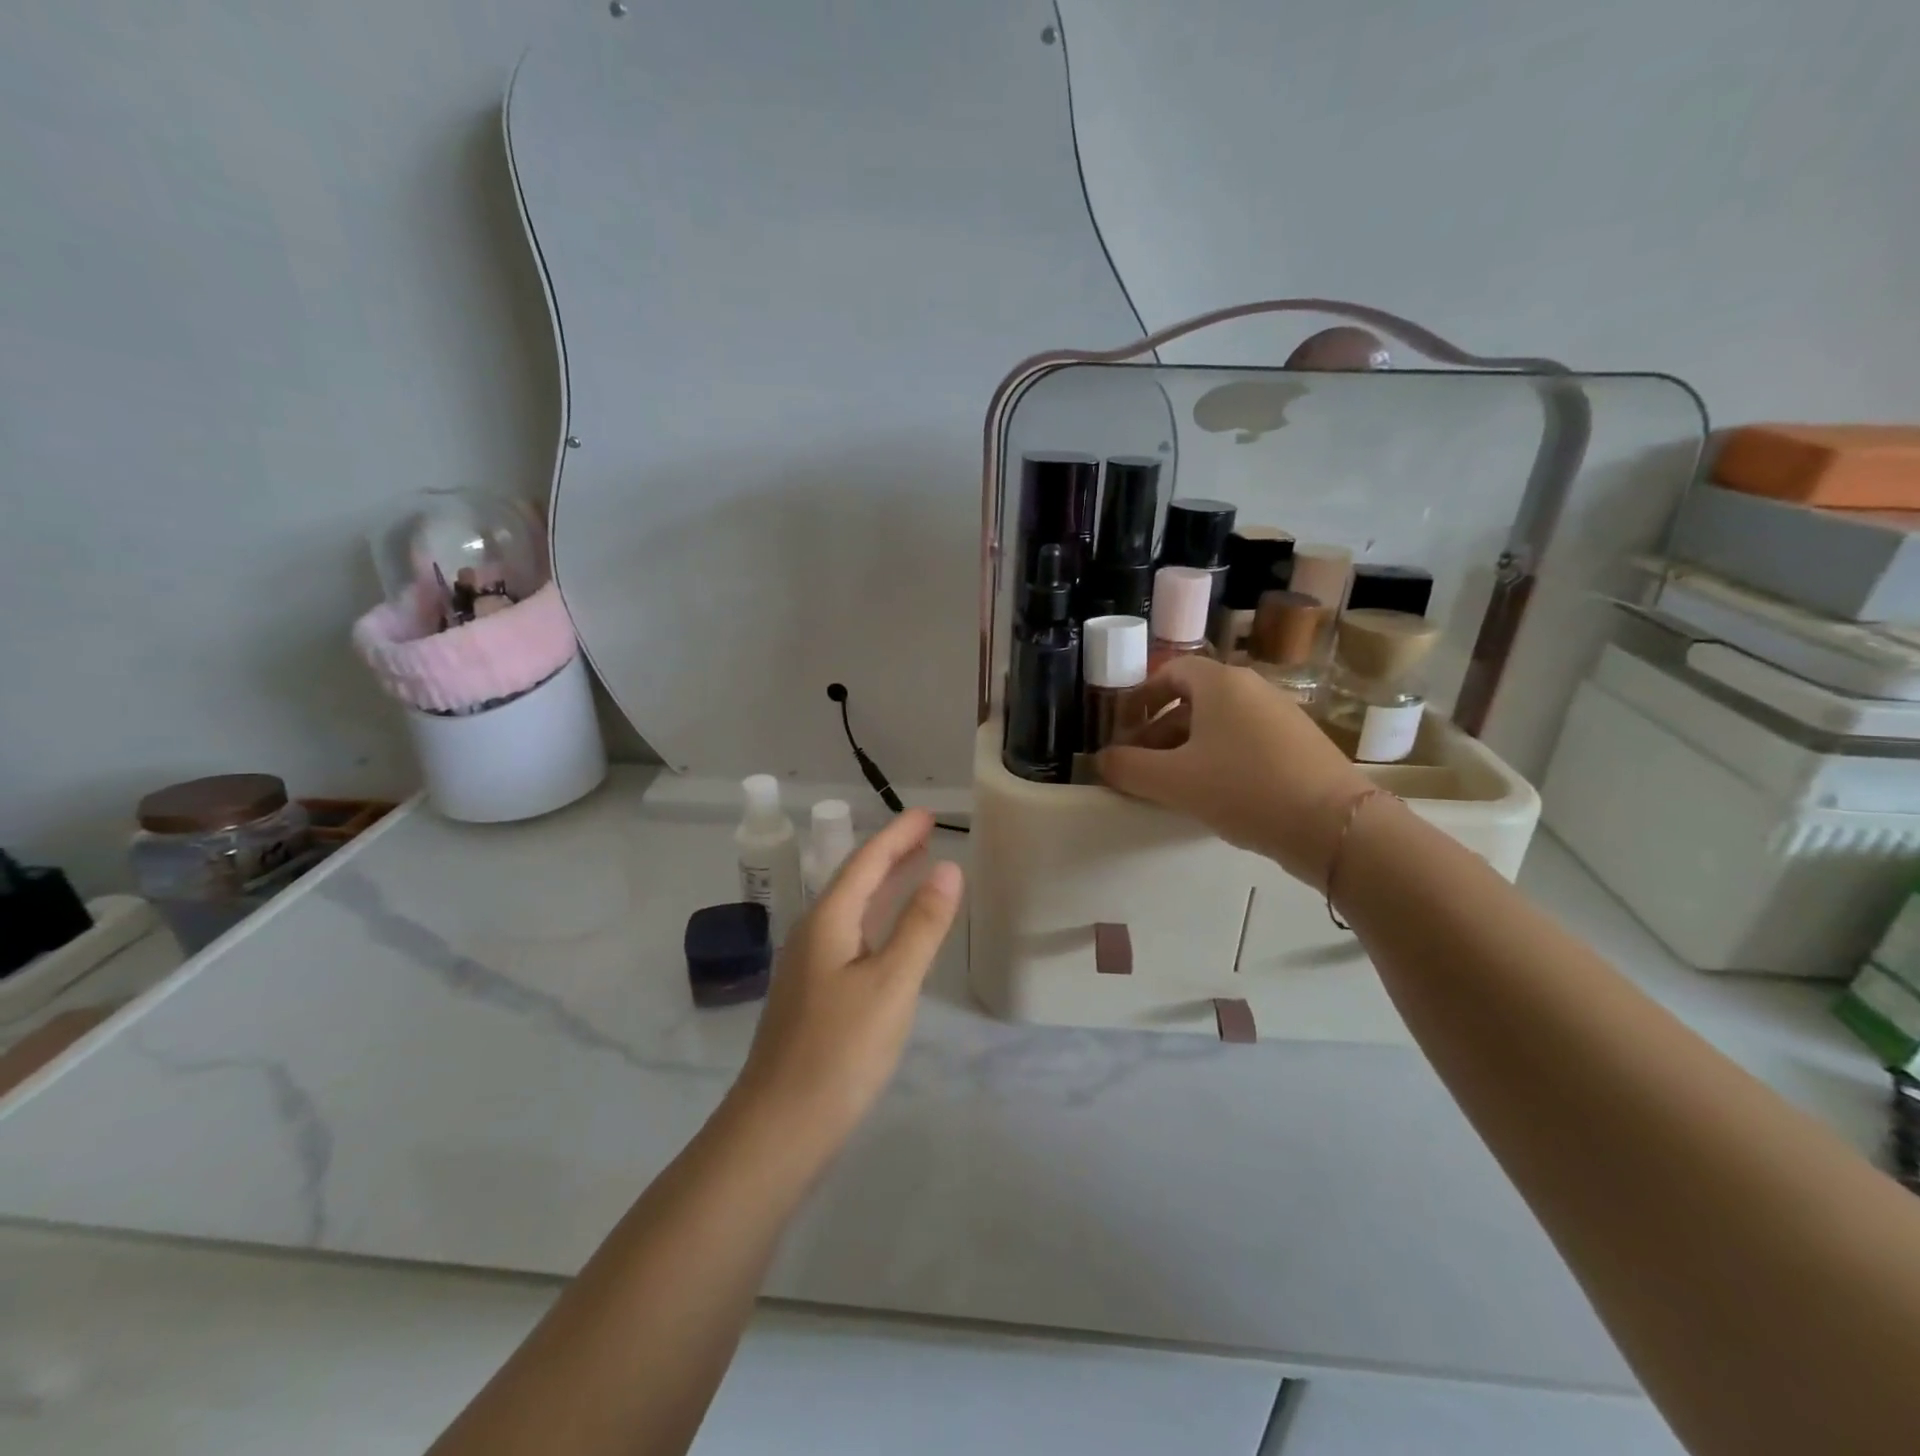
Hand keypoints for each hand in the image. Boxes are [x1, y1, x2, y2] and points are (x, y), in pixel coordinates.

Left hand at [733, 810, 962, 1149]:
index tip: (928, 814)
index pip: (867, 862)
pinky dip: (877, 921)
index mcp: (828, 922)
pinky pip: (851, 938)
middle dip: (891, 855)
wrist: (778, 1129)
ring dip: (884, 886)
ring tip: (916, 870)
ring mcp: (810, 968)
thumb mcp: (891, 984)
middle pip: (856, 881)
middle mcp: (813, 935)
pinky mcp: (814, 997)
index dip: (899, 836)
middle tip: (926, 834)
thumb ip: (921, 925)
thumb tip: (948, 868)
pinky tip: (890, 935)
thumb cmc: (840, 1051)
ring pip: (852, 911)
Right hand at [1096, 655, 1373, 884]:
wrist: (1334, 826)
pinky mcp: (1300, 744)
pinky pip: (1246, 741)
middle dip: (1159, 731)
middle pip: (1193, 700)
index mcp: (1221, 683)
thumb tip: (1102, 761)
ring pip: (1220, 723)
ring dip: (1187, 748)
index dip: (1141, 698)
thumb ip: (1128, 768)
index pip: (1170, 672)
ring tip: (1172, 786)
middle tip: (1141, 766)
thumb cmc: (1243, 789)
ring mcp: (1282, 715)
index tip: (1123, 730)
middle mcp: (1253, 688)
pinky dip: (1220, 758)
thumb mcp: (1173, 781)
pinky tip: (1215, 794)